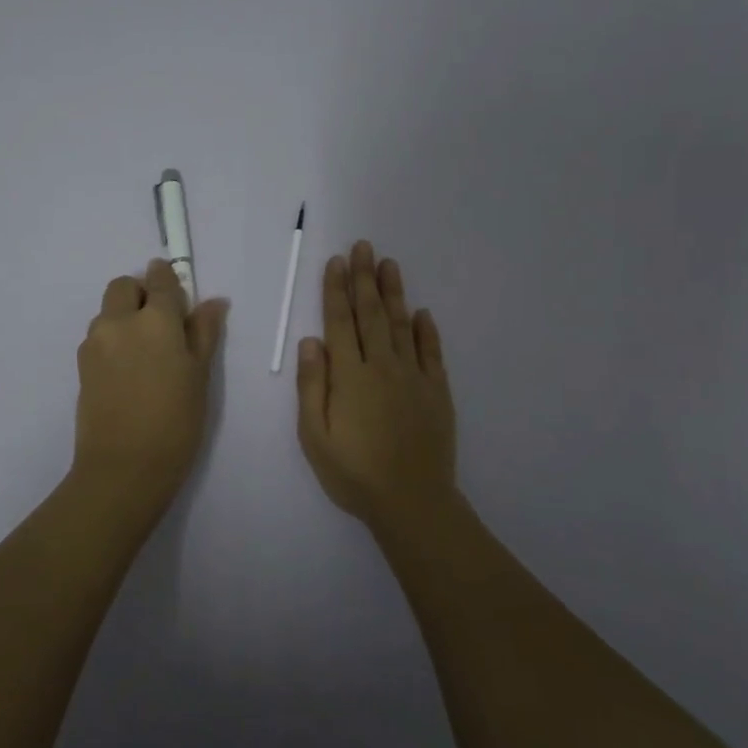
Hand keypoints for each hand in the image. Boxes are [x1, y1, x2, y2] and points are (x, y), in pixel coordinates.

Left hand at [72, 258, 228, 511]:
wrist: (124, 467)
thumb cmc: (175, 422)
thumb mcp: (200, 376)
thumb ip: (204, 332)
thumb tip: (213, 302)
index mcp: (155, 320)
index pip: (161, 280)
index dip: (169, 279)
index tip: (177, 290)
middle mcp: (119, 321)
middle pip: (124, 287)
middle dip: (141, 293)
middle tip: (162, 325)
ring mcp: (95, 342)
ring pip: (108, 311)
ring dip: (124, 317)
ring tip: (145, 354)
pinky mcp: (81, 364)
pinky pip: (98, 336)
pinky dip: (113, 340)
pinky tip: (128, 372)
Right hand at [296, 240, 459, 532]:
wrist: (412, 501)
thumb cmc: (353, 473)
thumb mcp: (315, 436)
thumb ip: (312, 386)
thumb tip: (310, 341)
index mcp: (349, 376)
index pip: (340, 322)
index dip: (336, 290)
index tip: (337, 261)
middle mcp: (382, 366)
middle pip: (372, 314)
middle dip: (365, 278)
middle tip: (364, 246)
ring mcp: (413, 377)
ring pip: (402, 325)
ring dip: (394, 293)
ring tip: (389, 264)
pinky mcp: (437, 392)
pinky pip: (432, 353)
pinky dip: (426, 330)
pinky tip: (422, 313)